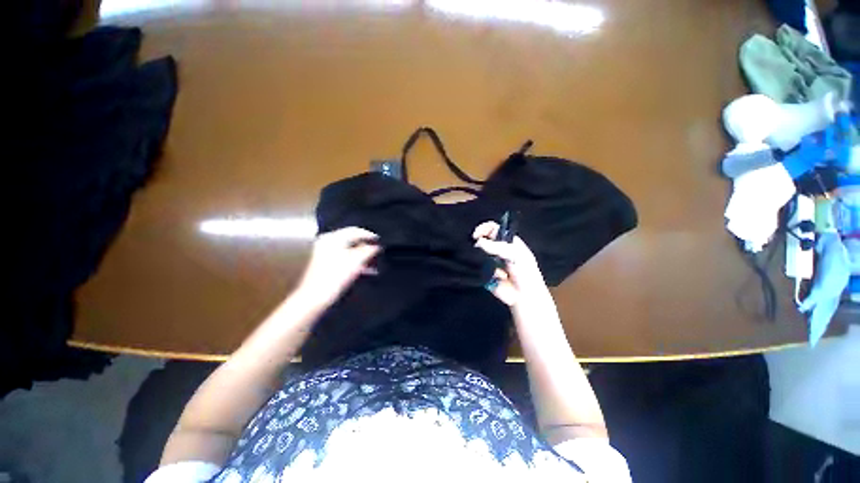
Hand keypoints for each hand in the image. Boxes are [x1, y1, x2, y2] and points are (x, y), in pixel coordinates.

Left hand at [296, 227, 379, 307]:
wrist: (314, 297)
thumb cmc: (335, 277)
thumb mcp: (356, 261)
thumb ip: (368, 250)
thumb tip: (376, 246)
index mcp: (332, 238)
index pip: (355, 230)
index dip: (369, 235)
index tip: (381, 240)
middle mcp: (327, 242)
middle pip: (351, 240)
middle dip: (366, 246)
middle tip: (378, 250)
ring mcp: (324, 253)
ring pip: (349, 250)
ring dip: (362, 255)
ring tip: (374, 262)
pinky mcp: (325, 264)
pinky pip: (344, 258)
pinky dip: (355, 262)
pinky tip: (366, 270)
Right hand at [473, 221, 548, 305]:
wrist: (523, 296)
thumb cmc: (525, 273)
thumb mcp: (515, 255)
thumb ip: (498, 247)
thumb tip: (478, 242)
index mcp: (507, 242)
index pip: (492, 228)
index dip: (483, 229)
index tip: (475, 235)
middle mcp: (497, 249)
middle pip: (482, 240)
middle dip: (478, 244)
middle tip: (476, 250)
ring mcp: (489, 261)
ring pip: (477, 253)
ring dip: (478, 257)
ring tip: (487, 265)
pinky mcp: (483, 272)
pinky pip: (475, 266)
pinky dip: (478, 269)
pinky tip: (488, 274)